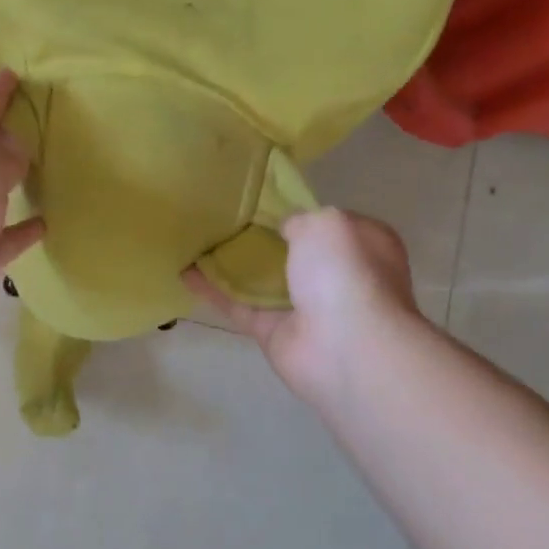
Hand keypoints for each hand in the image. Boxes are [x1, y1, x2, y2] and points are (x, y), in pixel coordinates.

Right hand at [184, 208, 421, 410]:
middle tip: (227, 217)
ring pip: (263, 280)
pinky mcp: (274, 333)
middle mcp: (338, 277)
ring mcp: (305, 308)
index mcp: (363, 246)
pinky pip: (239, 306)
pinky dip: (213, 290)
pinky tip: (185, 272)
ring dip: (234, 264)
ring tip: (199, 240)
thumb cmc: (345, 273)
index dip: (302, 212)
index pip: (331, 224)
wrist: (345, 347)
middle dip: (264, 238)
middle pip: (294, 253)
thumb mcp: (324, 223)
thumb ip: (299, 218)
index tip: (266, 201)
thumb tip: (285, 227)